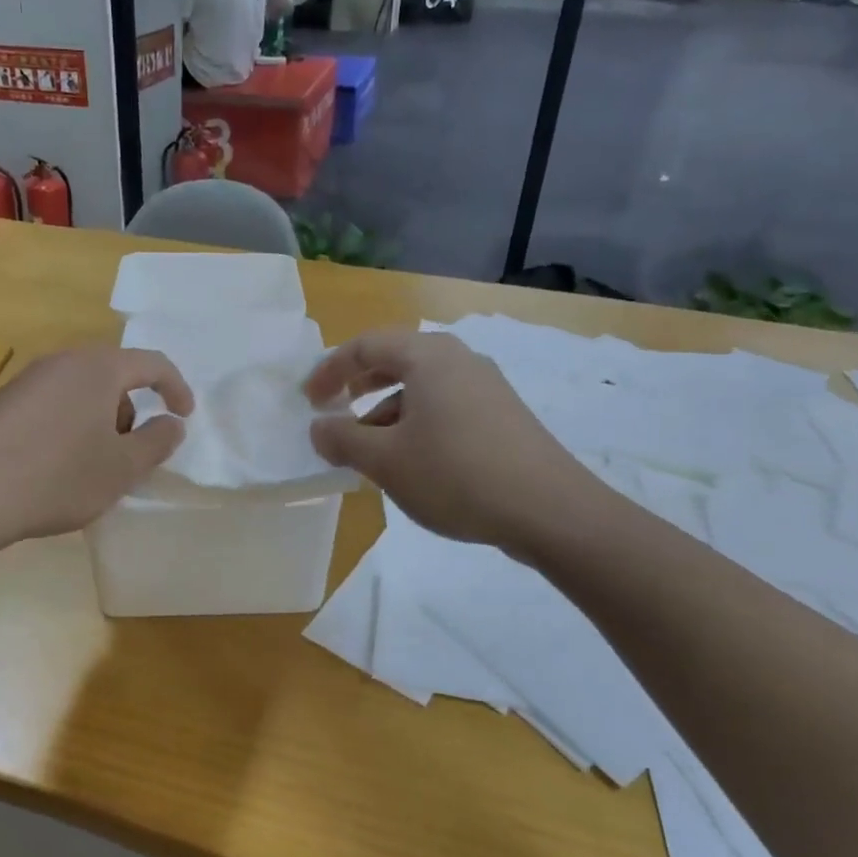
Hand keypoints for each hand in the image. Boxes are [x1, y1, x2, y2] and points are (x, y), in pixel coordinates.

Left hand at [0, 346, 193, 543]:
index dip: (176, 388)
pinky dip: (71, 425)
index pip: (152, 363)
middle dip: (133, 410)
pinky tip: (56, 465)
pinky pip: (53, 404)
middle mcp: (62, 362)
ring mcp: (28, 380)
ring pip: (82, 391)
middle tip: (133, 451)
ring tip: (94, 464)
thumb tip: (172, 424)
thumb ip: (158, 441)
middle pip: (114, 375)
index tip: (184, 417)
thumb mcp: (123, 467)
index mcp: (98, 368)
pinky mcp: (3, 403)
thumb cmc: (60, 476)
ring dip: (101, 420)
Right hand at [305, 330, 599, 548]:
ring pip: (421, 387)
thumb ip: (342, 438)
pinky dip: (415, 423)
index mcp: (428, 357)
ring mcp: (486, 387)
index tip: (308, 401)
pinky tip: (411, 461)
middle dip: (358, 385)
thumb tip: (319, 427)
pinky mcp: (502, 415)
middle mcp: (459, 360)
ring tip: (368, 449)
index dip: (329, 370)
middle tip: (334, 411)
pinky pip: (444, 407)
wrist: (549, 510)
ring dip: (385, 410)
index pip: (364, 346)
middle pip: (395, 359)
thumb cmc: (455, 474)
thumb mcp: (385, 460)